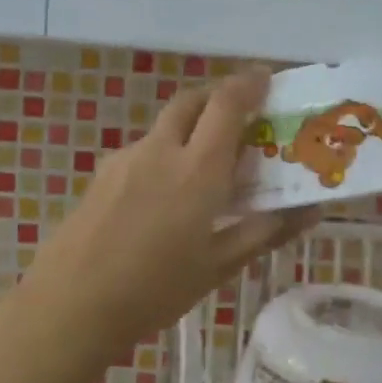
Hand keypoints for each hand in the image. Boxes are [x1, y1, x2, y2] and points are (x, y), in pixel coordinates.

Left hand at [15, 69, 317, 366]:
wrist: (70, 305)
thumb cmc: (154, 290)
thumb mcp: (217, 266)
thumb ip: (265, 231)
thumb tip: (311, 210)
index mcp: (196, 169)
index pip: (227, 104)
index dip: (250, 83)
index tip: (268, 77)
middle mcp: (160, 150)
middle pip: (192, 99)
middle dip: (219, 94)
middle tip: (241, 111)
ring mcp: (126, 158)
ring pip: (165, 124)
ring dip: (191, 124)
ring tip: (206, 160)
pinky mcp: (102, 173)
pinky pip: (144, 149)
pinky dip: (166, 151)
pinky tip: (166, 193)